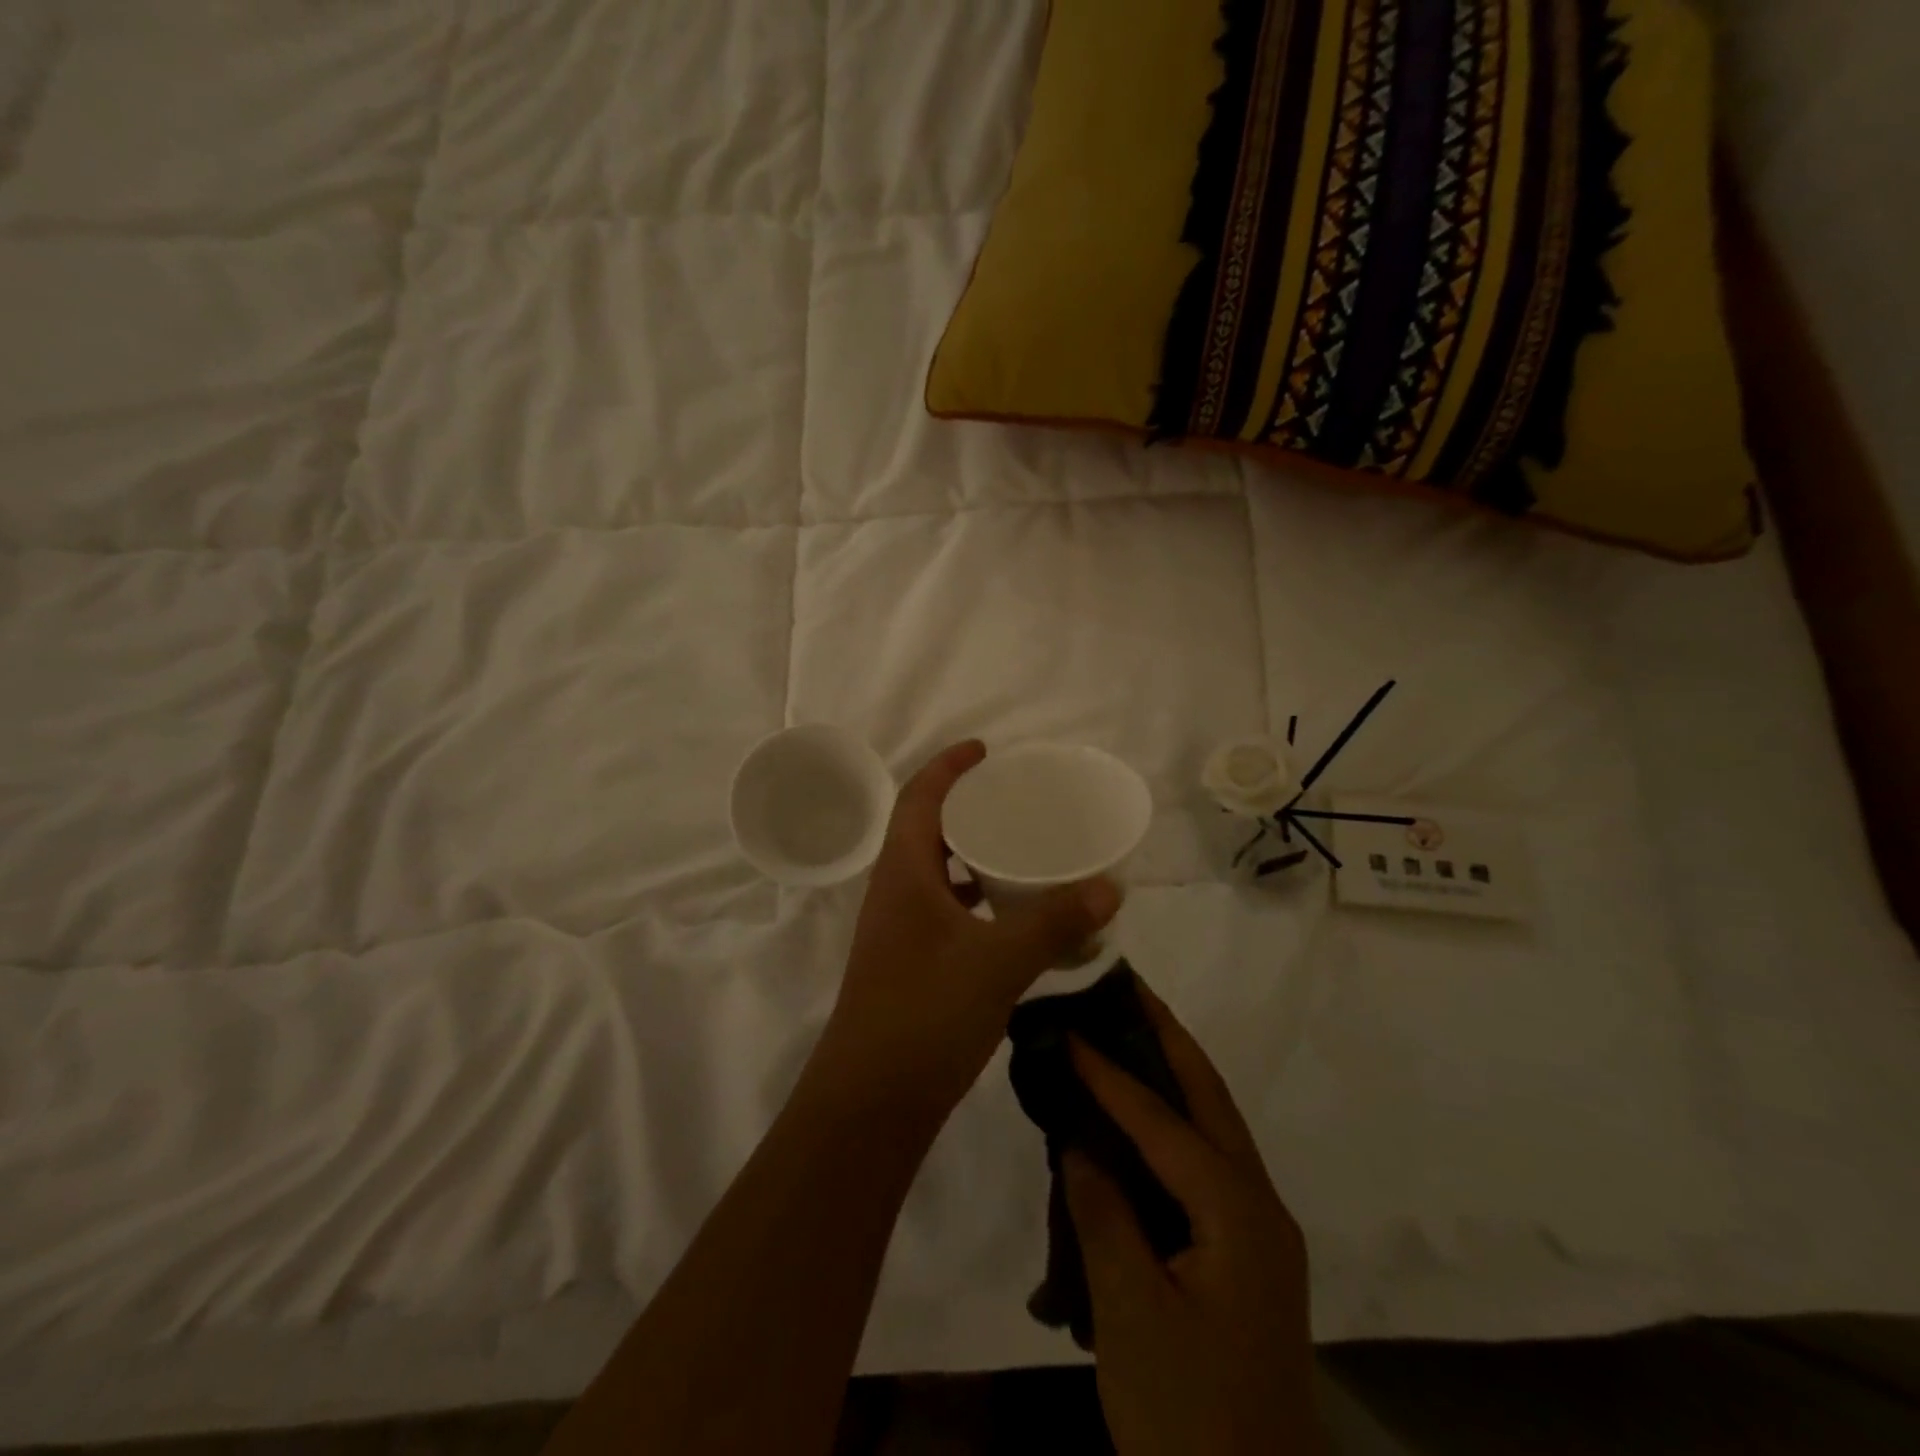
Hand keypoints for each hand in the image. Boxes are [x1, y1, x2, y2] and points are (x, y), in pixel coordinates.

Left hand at [816, 741, 1121, 1115]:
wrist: (871, 1102)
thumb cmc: (925, 1013)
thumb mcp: (998, 961)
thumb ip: (1054, 922)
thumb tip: (1109, 887)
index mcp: (903, 872)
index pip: (919, 797)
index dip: (949, 766)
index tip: (986, 751)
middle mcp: (896, 892)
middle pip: (928, 830)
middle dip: (967, 808)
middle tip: (1016, 802)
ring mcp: (900, 930)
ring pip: (938, 874)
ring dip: (973, 857)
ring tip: (1022, 852)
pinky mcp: (910, 963)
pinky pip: (947, 912)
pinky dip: (978, 901)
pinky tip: (1013, 919)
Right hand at [1064, 987, 1322, 1455]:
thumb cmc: (1188, 1414)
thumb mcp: (1132, 1315)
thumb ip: (1103, 1214)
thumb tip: (1079, 1143)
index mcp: (1239, 1212)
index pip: (1162, 1121)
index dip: (1110, 1071)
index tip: (1068, 1023)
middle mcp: (1260, 1206)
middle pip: (1210, 1098)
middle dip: (1168, 1037)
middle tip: (1126, 986)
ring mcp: (1259, 1232)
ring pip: (1214, 1127)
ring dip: (1174, 1074)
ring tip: (1130, 1028)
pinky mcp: (1245, 1256)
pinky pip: (1207, 1164)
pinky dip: (1174, 1125)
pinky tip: (1140, 1119)